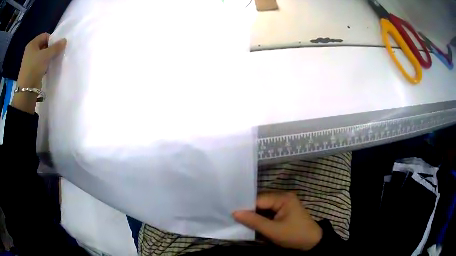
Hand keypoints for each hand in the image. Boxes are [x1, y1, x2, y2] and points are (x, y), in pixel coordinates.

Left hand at [12, 33, 65, 113]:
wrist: (26, 91)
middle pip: (43, 46)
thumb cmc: (34, 68)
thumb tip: (64, 40)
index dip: (51, 40)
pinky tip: (46, 70)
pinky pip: (38, 64)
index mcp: (32, 44)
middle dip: (49, 50)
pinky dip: (43, 66)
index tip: (56, 48)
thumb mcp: (46, 55)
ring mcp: (28, 62)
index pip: (45, 36)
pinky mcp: (29, 71)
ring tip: (50, 63)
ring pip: (41, 56)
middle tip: (54, 55)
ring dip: (47, 59)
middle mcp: (29, 51)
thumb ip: (56, 47)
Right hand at [233, 192, 321, 250]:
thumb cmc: (294, 235)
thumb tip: (235, 212)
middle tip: (233, 217)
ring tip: (239, 220)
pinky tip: (252, 223)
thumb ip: (254, 221)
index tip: (231, 213)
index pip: (259, 199)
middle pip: (261, 202)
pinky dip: (261, 218)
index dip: (245, 206)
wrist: (312, 243)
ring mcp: (284, 204)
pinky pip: (268, 212)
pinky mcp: (284, 211)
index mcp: (283, 198)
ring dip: (254, 215)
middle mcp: (283, 197)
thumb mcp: (273, 230)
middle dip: (249, 210)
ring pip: (263, 207)